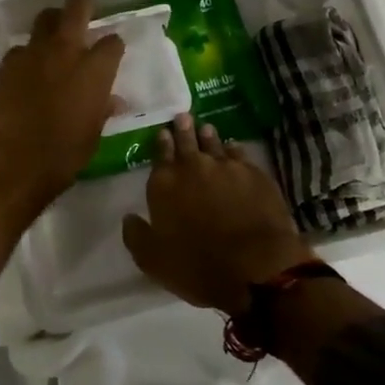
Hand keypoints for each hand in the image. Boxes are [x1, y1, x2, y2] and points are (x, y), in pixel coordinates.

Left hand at [0, 0, 123, 277]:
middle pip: (77, 7)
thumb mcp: (93, 134)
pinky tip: (28, 71)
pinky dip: (28, 55)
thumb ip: (103, 108)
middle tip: (85, 12)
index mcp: (95, 69)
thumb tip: (111, 99)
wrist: (12, 164)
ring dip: (53, 25)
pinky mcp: (7, 63)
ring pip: (45, 19)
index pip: (112, 41)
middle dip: (84, 5)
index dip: (113, 45)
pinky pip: (21, 48)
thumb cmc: (62, 155)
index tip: (111, 52)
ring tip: (54, 39)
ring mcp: (33, 53)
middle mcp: (66, 51)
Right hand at [122, 113, 317, 315]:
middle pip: (187, 141)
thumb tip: (128, 217)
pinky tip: (234, 148)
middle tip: (183, 117)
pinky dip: (234, 150)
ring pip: (214, 143)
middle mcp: (193, 167)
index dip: (162, 143)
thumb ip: (136, 235)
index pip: (160, 155)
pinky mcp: (255, 174)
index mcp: (165, 184)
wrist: (255, 267)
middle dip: (183, 129)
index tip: (163, 133)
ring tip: (206, 128)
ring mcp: (226, 167)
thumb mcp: (153, 260)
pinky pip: (240, 154)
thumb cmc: (198, 267)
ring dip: (208, 136)